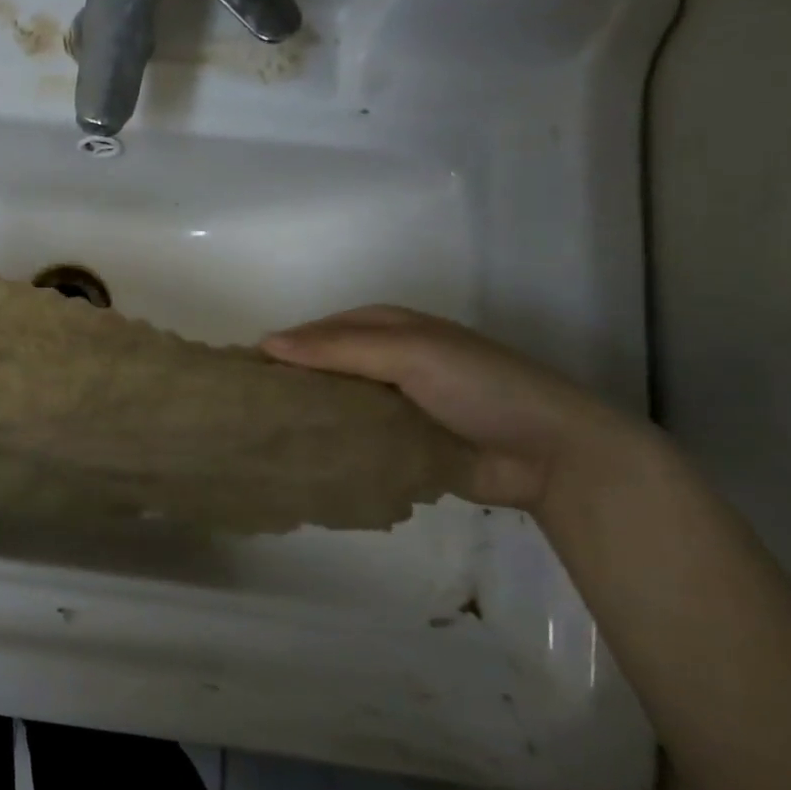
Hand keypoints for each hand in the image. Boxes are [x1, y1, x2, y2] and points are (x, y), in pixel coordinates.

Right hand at [260, 305, 655, 513]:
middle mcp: (382, 362)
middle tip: (241, 412)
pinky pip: (350, 441)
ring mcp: (389, 406)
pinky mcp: (396, 446)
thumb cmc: (481, 386)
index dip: (280, 347)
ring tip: (258, 439)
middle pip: (320, 369)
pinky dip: (327, 448)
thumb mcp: (410, 353)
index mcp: (385, 328)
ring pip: (332, 406)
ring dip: (304, 420)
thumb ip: (338, 349)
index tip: (236, 373)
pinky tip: (295, 461)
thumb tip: (264, 344)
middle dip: (286, 386)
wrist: (553, 455)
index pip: (316, 332)